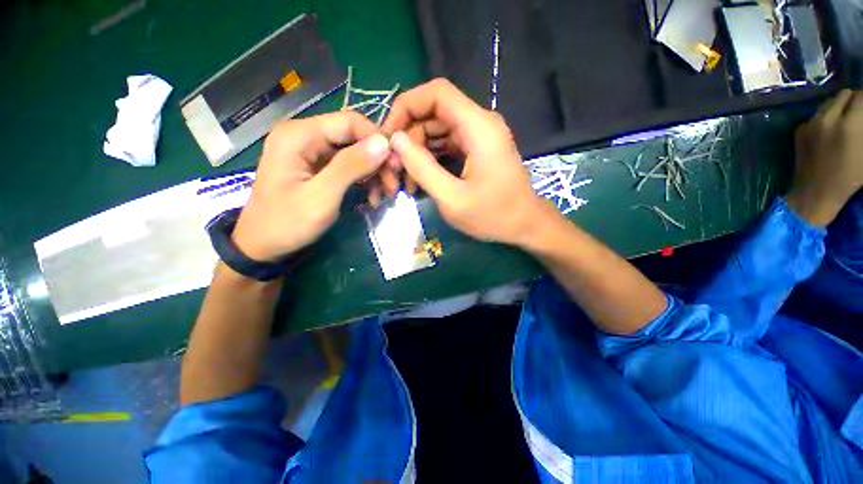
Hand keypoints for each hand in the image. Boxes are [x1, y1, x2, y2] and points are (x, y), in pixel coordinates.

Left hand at [232, 112, 389, 260]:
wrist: (263, 246)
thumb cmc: (288, 222)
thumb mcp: (322, 196)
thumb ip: (351, 166)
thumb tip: (384, 143)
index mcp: (300, 135)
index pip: (350, 122)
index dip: (378, 140)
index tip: (396, 165)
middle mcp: (306, 136)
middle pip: (354, 137)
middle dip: (378, 161)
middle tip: (393, 186)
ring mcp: (311, 153)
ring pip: (355, 153)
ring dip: (374, 173)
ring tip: (385, 195)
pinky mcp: (317, 168)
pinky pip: (348, 166)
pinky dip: (364, 180)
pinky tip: (372, 197)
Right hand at [381, 79, 554, 246]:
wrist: (525, 226)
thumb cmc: (493, 216)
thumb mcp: (452, 198)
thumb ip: (423, 167)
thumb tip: (396, 140)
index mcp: (478, 126)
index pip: (436, 92)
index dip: (407, 106)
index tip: (389, 135)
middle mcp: (479, 123)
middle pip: (433, 114)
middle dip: (409, 138)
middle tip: (394, 169)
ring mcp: (479, 137)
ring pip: (437, 131)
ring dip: (417, 152)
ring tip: (405, 181)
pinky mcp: (477, 150)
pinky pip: (446, 145)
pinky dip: (430, 160)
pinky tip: (420, 181)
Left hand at [787, 90, 862, 226]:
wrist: (816, 192)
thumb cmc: (850, 177)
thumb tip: (862, 117)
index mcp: (849, 123)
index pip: (860, 97)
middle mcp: (828, 118)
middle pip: (843, 95)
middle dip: (853, 100)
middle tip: (859, 110)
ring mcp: (811, 123)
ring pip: (828, 103)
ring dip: (839, 106)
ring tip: (846, 118)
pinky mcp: (799, 130)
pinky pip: (815, 115)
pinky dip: (825, 117)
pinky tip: (830, 130)